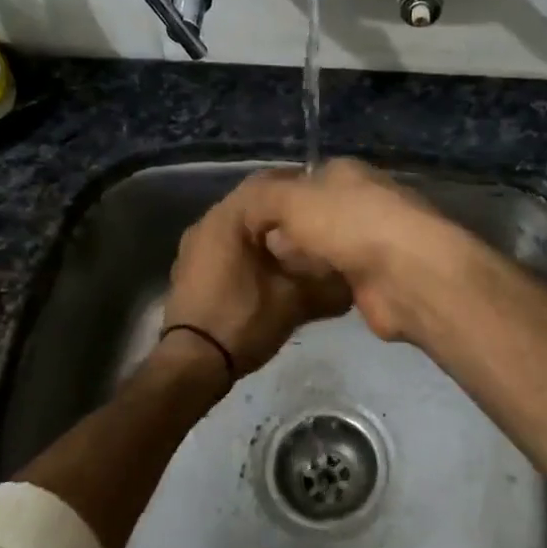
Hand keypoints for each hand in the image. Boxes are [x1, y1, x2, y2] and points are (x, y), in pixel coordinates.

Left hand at [162, 184, 352, 378]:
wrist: (192, 365)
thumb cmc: (242, 321)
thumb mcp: (294, 300)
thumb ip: (326, 282)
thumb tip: (354, 277)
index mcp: (227, 217)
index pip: (269, 182)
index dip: (301, 186)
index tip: (328, 196)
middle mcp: (206, 222)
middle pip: (254, 203)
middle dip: (287, 211)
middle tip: (320, 221)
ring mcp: (195, 246)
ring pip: (241, 225)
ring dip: (269, 231)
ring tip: (302, 244)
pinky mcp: (193, 267)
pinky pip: (228, 245)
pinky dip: (252, 248)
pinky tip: (275, 266)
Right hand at [229, 160, 474, 342]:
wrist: (406, 275)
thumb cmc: (348, 225)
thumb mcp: (291, 200)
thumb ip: (262, 200)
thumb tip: (254, 212)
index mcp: (346, 173)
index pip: (305, 178)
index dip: (277, 197)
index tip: (252, 221)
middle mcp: (362, 201)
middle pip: (313, 215)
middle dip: (287, 232)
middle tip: (258, 252)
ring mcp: (373, 241)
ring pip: (325, 248)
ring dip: (304, 260)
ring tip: (271, 275)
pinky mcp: (377, 278)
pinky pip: (338, 277)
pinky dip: (321, 284)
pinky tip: (299, 294)